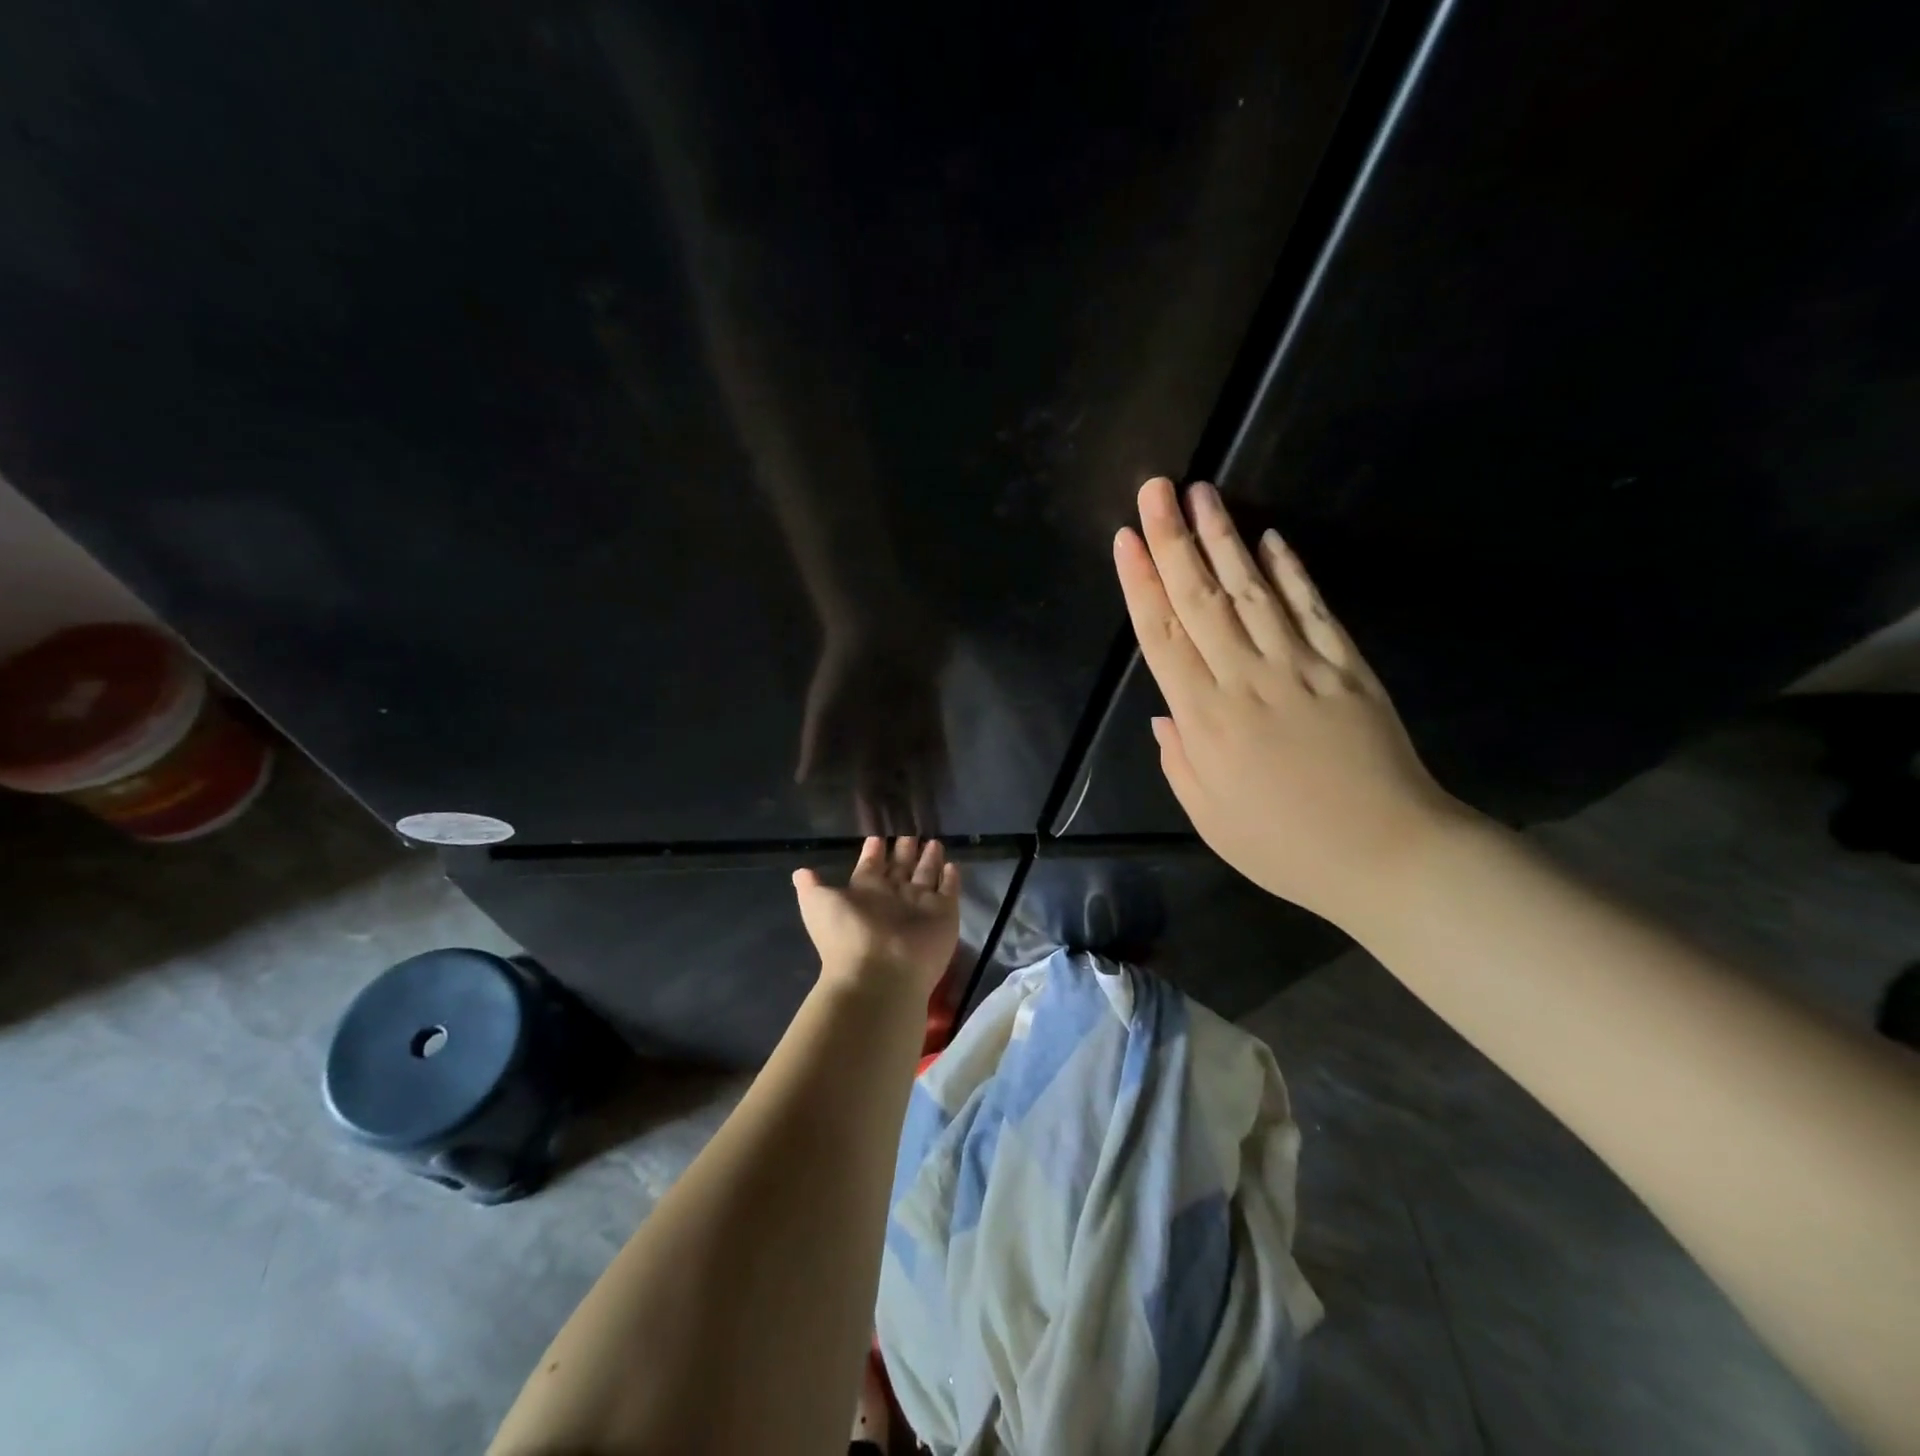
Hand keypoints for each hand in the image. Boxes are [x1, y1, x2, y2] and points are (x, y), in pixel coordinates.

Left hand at [792, 837, 961, 997]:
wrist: (880, 974)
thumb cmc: (847, 934)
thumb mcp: (819, 905)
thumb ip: (812, 887)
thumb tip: (800, 872)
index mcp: (865, 892)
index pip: (871, 866)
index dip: (874, 851)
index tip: (878, 836)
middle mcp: (893, 897)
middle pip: (901, 867)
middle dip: (905, 850)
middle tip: (911, 831)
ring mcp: (920, 906)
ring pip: (926, 875)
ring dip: (930, 859)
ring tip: (934, 841)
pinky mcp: (944, 914)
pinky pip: (950, 891)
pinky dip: (951, 879)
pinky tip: (953, 865)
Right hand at [797, 623, 948, 835]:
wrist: (876, 623)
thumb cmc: (844, 663)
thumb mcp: (825, 704)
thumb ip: (818, 743)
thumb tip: (803, 781)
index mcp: (858, 745)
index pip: (867, 790)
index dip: (873, 815)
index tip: (879, 845)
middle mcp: (884, 743)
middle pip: (896, 789)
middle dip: (903, 817)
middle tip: (914, 853)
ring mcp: (909, 729)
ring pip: (919, 775)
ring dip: (925, 801)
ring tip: (933, 831)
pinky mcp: (930, 713)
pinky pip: (938, 747)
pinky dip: (942, 770)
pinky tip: (948, 792)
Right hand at [1113, 477, 1471, 928]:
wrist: (1386, 854)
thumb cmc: (1284, 845)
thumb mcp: (1209, 817)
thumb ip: (1179, 760)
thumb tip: (1163, 713)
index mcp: (1205, 720)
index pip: (1163, 637)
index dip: (1141, 584)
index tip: (1126, 539)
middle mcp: (1245, 679)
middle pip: (1201, 599)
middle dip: (1174, 540)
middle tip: (1157, 489)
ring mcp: (1299, 667)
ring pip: (1252, 591)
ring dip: (1224, 539)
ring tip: (1203, 494)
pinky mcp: (1345, 666)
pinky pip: (1311, 610)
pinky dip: (1291, 572)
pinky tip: (1271, 540)